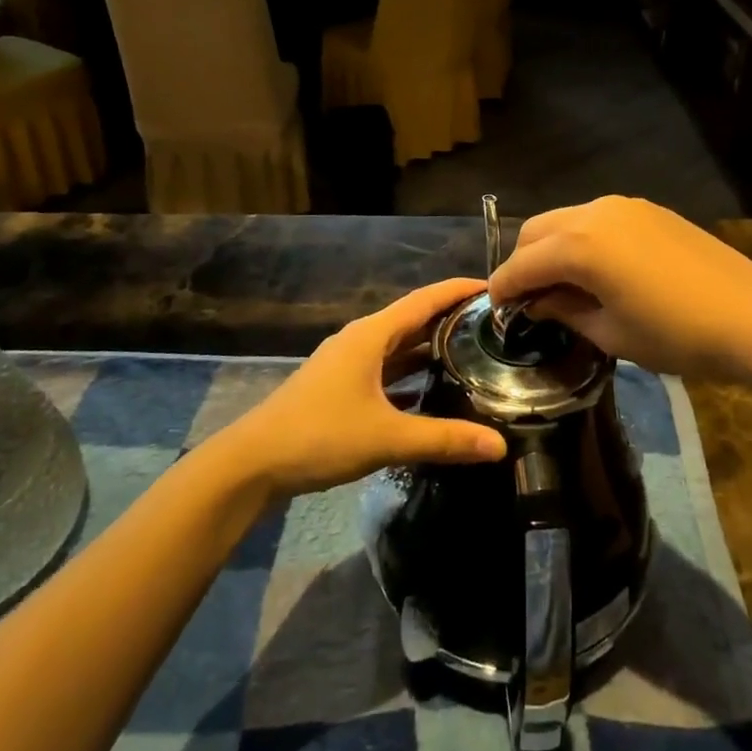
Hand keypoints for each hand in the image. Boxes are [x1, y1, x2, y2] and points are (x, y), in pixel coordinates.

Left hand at [223, 278, 507, 497]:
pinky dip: (411, 374)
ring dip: (430, 347)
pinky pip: (386, 370)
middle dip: (450, 318)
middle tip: (493, 324)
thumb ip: (443, 440)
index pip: (424, 300)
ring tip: (472, 352)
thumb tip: (499, 446)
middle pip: (413, 320)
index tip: (493, 287)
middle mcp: (360, 341)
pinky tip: (432, 391)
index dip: (458, 290)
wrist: (252, 463)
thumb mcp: (386, 437)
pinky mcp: (340, 387)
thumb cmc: (319, 436)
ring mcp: (347, 364)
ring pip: (398, 347)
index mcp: (370, 335)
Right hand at [488, 197, 751, 379]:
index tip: (496, 310)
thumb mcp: (611, 333)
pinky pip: (596, 218)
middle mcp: (593, 213)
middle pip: (537, 231)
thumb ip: (564, 310)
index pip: (522, 264)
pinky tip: (595, 268)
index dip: (503, 289)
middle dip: (523, 263)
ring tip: (561, 284)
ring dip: (552, 247)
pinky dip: (581, 239)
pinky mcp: (647, 209)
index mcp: (579, 246)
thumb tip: (537, 302)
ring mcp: (623, 205)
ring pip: (566, 220)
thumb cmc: (676, 335)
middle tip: (528, 299)